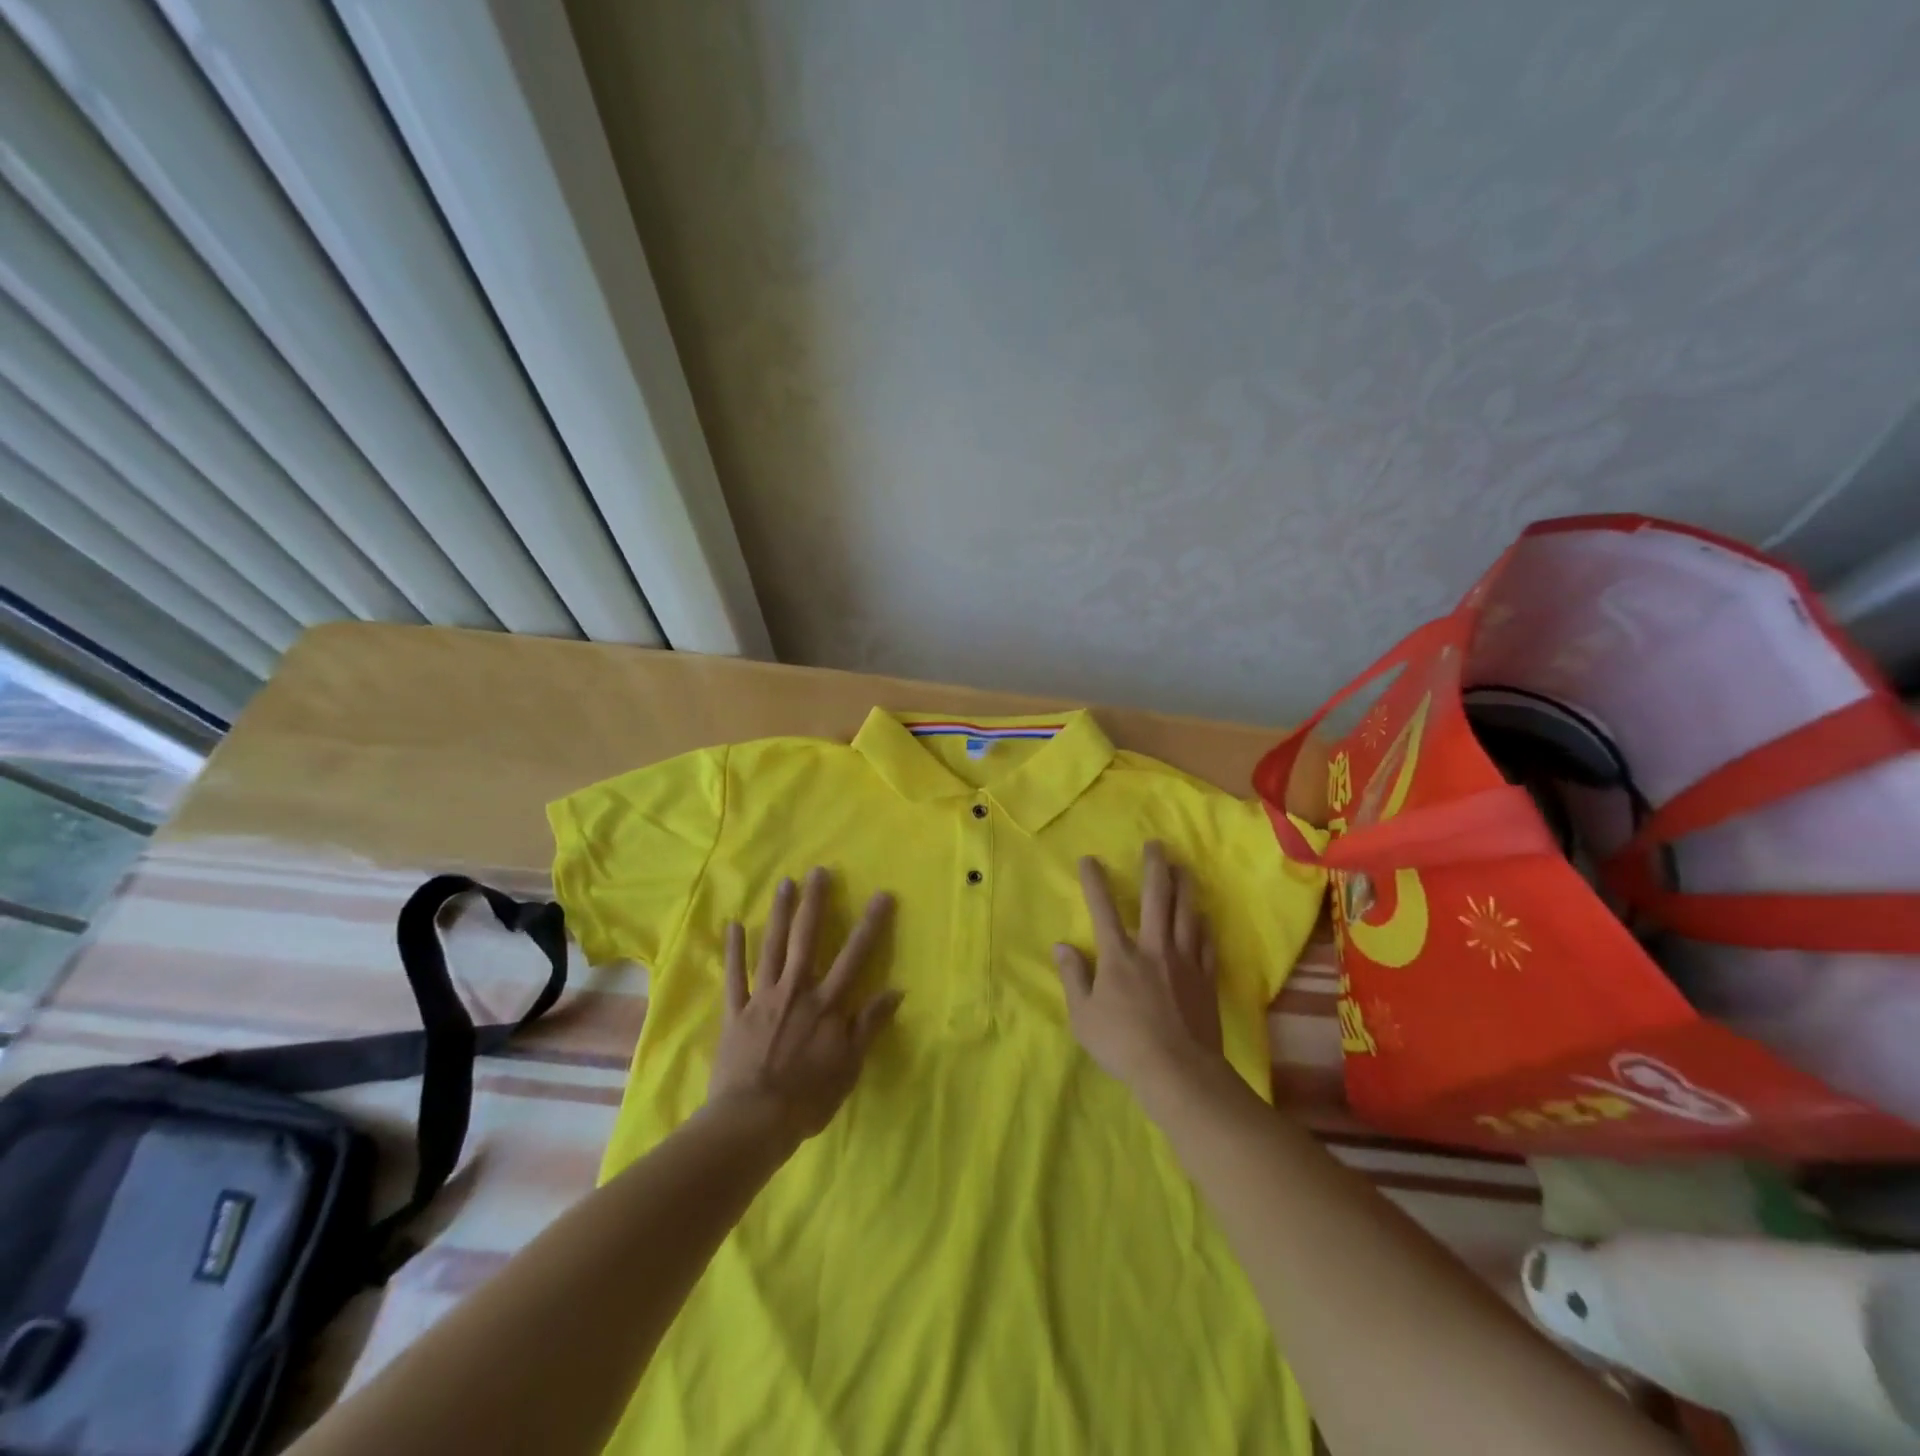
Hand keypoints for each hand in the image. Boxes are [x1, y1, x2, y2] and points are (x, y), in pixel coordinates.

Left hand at [708, 868, 901, 1140]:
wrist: (752, 1121)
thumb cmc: (808, 1097)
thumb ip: (869, 1025)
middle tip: (819, 871)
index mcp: (826, 1004)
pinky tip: (733, 925)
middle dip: (815, 904)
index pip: (855, 956)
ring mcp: (763, 998)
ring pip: (772, 947)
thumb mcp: (849, 1065)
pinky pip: (735, 976)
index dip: (870, 924)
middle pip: (807, 939)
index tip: (881, 895)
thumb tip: (895, 990)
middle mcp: (796, 990)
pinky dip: (733, 950)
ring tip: (784, 884)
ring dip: (779, 914)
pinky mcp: (736, 1012)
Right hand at [1053, 842, 1221, 1094]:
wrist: (1178, 1071)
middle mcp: (1153, 947)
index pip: (1102, 908)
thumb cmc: (1123, 1044)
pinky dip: (1203, 924)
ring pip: (1186, 913)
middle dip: (1154, 867)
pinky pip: (1206, 942)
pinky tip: (1203, 916)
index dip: (1094, 881)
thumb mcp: (1083, 1016)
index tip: (1089, 859)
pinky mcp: (1206, 978)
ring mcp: (1184, 960)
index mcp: (1119, 955)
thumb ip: (1073, 977)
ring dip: (1184, 886)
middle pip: (1155, 897)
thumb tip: (1062, 946)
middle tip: (1155, 845)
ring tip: (1183, 868)